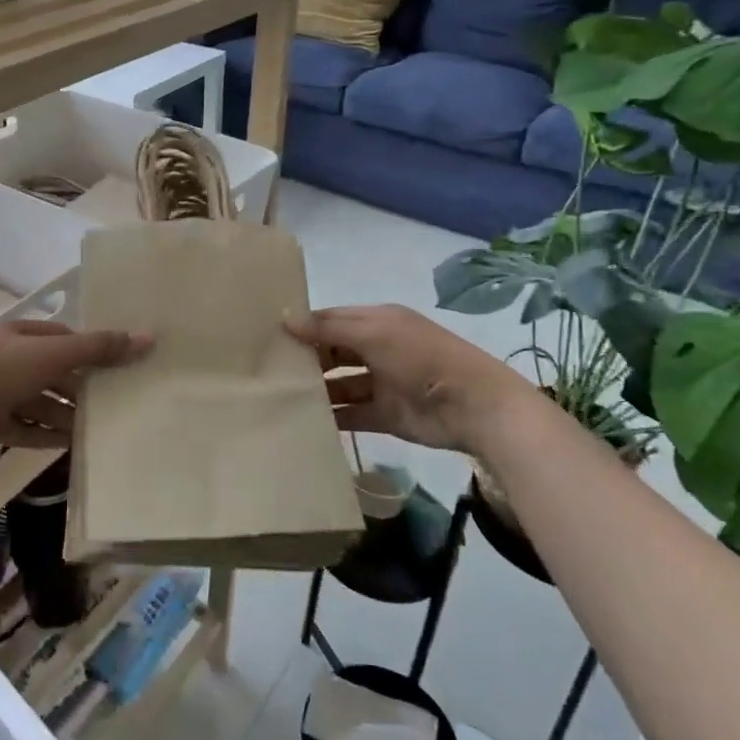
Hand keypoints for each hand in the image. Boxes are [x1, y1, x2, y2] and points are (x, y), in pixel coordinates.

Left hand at [0, 318, 150, 455]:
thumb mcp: (52, 355)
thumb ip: (97, 348)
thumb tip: (147, 337)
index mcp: (23, 336)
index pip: (65, 339)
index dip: (91, 351)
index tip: (119, 368)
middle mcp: (11, 360)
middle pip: (54, 373)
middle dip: (81, 388)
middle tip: (115, 404)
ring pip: (41, 403)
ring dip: (66, 415)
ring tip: (97, 430)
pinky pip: (25, 428)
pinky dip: (46, 435)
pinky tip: (70, 446)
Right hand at [286, 304, 538, 453]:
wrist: (473, 407)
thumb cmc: (421, 358)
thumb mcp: (374, 333)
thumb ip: (328, 328)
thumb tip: (284, 318)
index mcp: (378, 322)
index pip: (332, 319)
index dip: (304, 325)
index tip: (267, 334)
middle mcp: (378, 349)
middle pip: (333, 351)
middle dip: (306, 358)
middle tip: (265, 367)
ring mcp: (382, 384)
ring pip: (340, 384)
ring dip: (316, 389)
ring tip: (277, 395)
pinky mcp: (385, 416)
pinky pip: (351, 414)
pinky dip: (331, 417)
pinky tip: (302, 420)